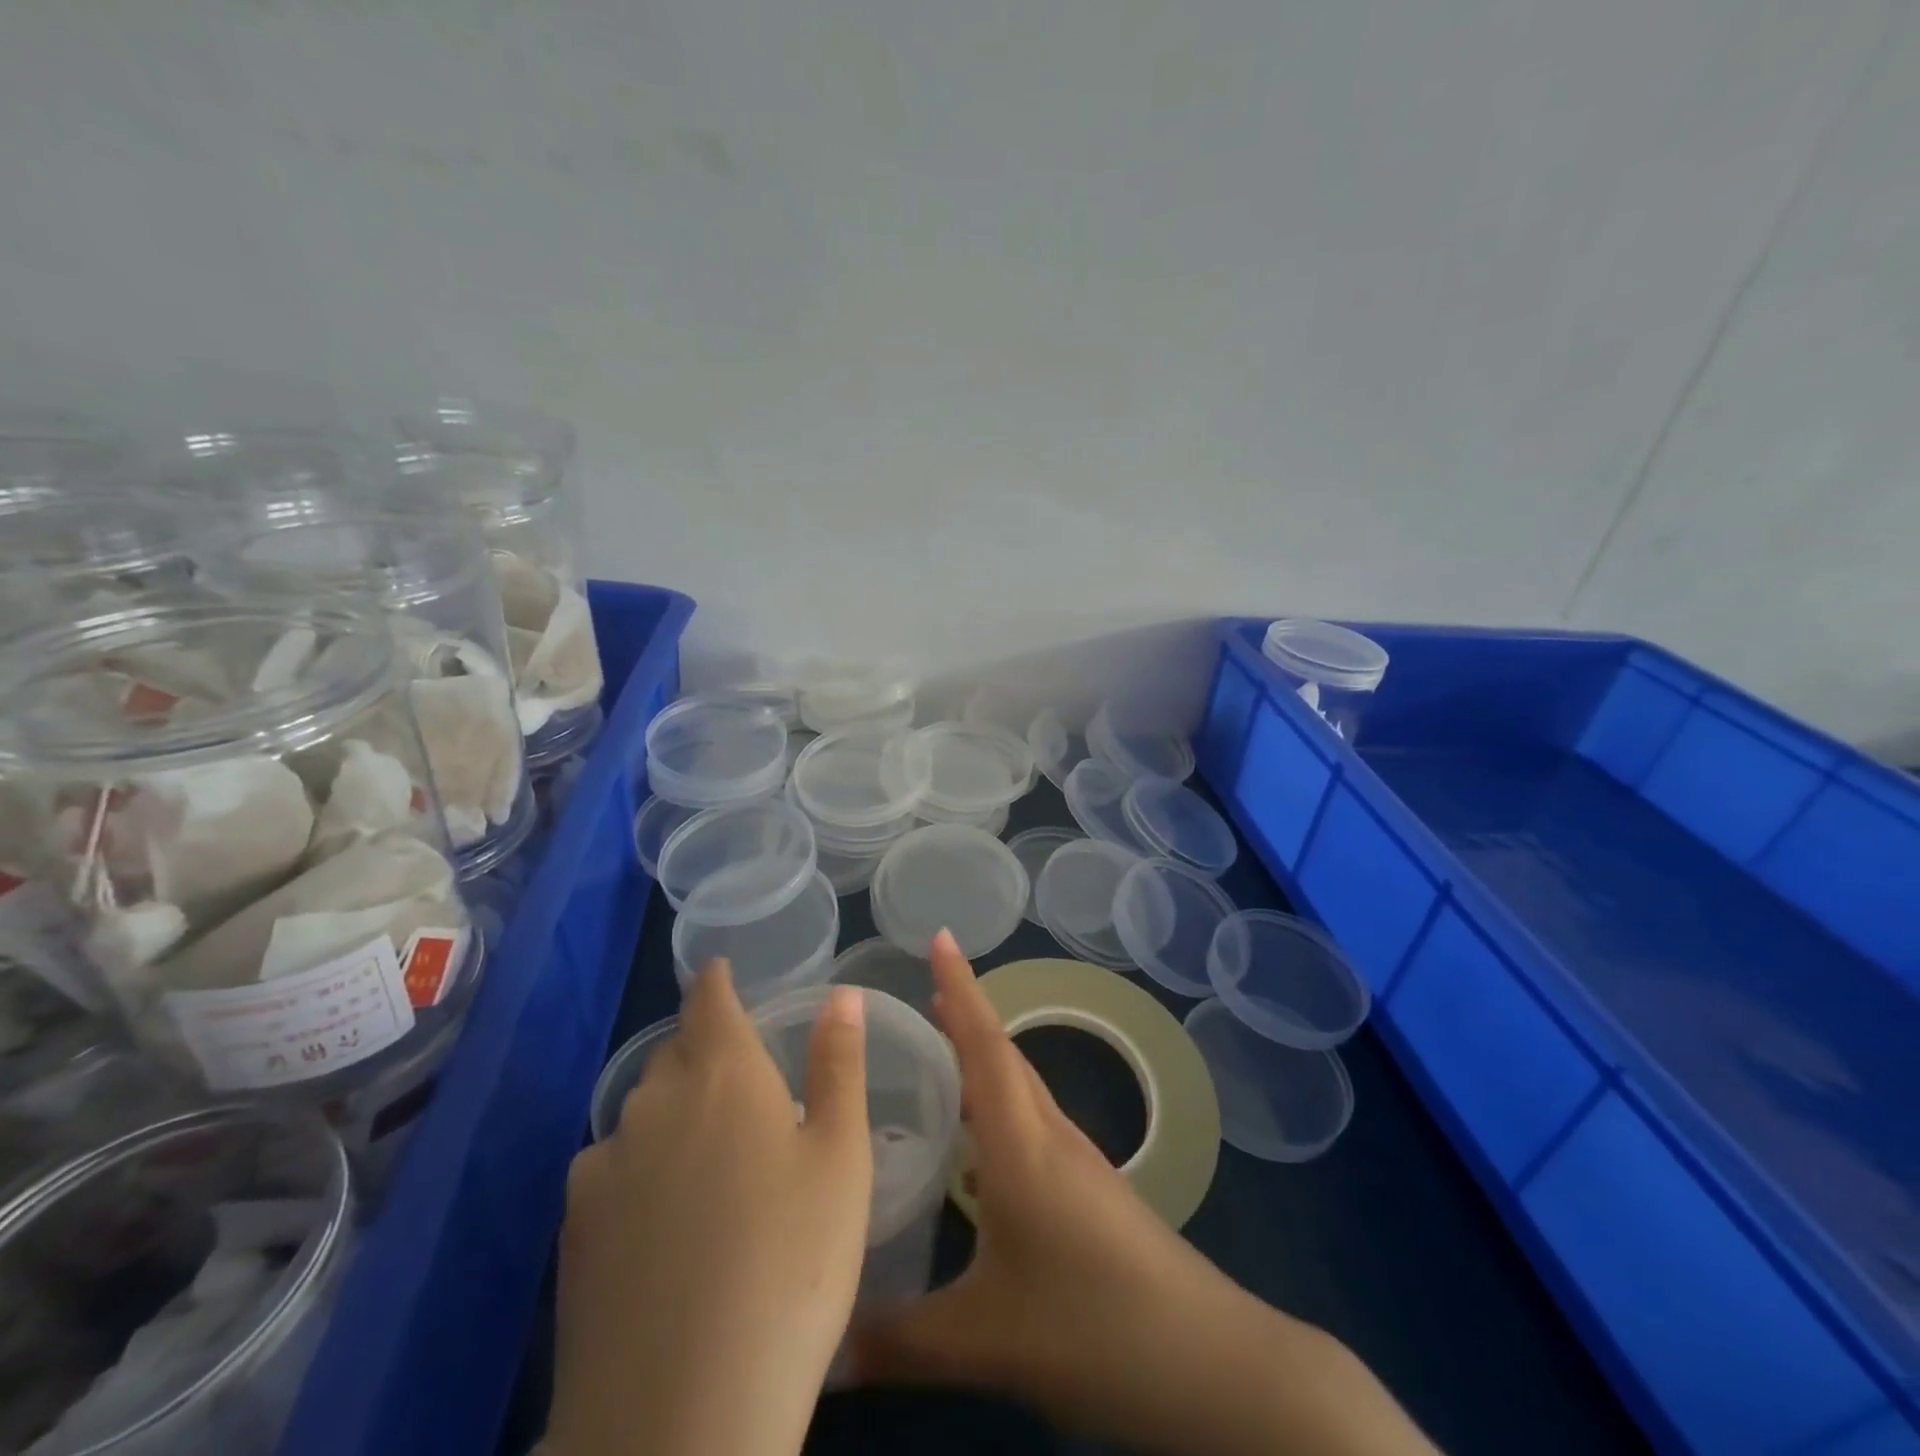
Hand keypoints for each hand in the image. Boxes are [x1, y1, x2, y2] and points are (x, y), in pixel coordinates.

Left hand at [549, 964, 872, 1455]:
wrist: (679, 1419)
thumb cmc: (791, 1264)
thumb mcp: (841, 1158)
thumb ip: (838, 1065)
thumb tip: (840, 994)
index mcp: (722, 1073)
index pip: (708, 998)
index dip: (714, 980)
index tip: (721, 973)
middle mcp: (653, 1102)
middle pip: (675, 1053)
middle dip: (703, 1050)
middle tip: (741, 1084)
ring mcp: (603, 1167)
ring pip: (642, 1113)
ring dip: (672, 1113)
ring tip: (708, 1159)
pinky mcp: (572, 1232)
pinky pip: (612, 1170)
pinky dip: (640, 1170)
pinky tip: (664, 1223)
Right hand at [851, 931, 1436, 1455]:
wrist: (1209, 1363)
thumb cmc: (1093, 1328)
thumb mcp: (985, 1342)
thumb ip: (899, 1343)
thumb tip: (824, 1354)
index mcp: (1022, 1145)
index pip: (985, 1046)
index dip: (960, 987)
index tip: (941, 936)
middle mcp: (1050, 1136)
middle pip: (1003, 1056)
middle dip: (965, 1015)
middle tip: (922, 994)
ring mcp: (1078, 1162)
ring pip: (1021, 1090)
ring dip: (983, 1061)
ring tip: (940, 1057)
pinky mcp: (1092, 1191)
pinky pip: (1033, 1124)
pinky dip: (999, 1109)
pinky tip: (979, 1151)